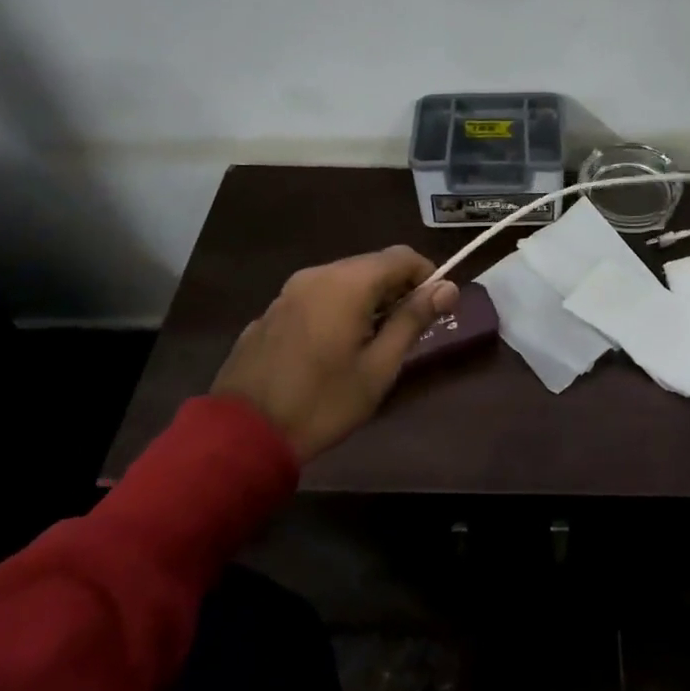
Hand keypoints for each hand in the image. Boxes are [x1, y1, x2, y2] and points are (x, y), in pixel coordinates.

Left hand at [210, 247, 458, 462]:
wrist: (241, 434)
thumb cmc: (322, 402)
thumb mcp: (379, 367)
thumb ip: (413, 320)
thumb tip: (448, 288)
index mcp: (347, 283)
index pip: (402, 256)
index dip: (427, 276)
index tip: (437, 308)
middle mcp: (317, 275)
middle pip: (371, 265)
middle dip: (397, 289)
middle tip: (409, 329)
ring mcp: (288, 292)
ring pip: (342, 281)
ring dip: (367, 300)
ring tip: (374, 342)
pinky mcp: (270, 313)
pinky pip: (316, 298)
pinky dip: (337, 310)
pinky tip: (333, 350)